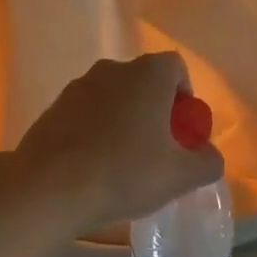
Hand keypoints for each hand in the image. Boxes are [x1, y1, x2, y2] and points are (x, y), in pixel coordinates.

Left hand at [10, 52, 226, 229]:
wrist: (48, 188)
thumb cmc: (124, 173)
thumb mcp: (180, 176)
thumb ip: (207, 162)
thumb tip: (208, 155)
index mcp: (147, 74)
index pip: (175, 68)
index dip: (184, 97)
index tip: (182, 131)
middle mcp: (111, 70)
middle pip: (143, 82)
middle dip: (154, 110)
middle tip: (157, 150)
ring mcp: (77, 87)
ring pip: (112, 98)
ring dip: (122, 121)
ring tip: (122, 162)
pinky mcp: (52, 109)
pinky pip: (85, 114)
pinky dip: (94, 132)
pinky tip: (92, 167)